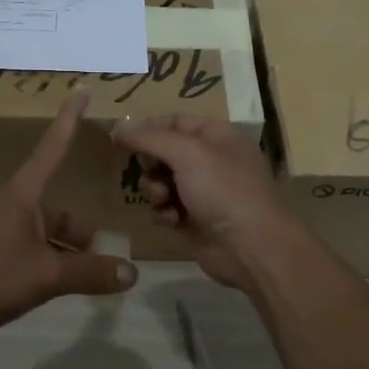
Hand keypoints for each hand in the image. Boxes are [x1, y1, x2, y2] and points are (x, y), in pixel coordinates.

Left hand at [0, 91, 137, 343]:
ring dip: (66, 255)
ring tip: (89, 282)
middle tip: (106, 257)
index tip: (81, 90)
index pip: (53, 148)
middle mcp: (12, 208)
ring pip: (45, 237)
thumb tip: (132, 273)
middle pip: (58, 212)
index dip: (69, 120)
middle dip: (82, 235)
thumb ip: (89, 273)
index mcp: (23, 196)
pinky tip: (58, 291)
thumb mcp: (45, 274)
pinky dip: (48, 267)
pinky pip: (30, 254)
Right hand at [111, 114, 294, 291]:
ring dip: (155, 190)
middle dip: (151, 163)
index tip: (123, 139)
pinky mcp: (195, 220)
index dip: (149, 128)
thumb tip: (117, 126)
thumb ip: (149, 137)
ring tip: (164, 200)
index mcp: (217, 135)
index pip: (175, 121)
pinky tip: (172, 220)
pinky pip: (167, 208)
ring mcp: (204, 192)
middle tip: (150, 171)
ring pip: (162, 182)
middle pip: (165, 152)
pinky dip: (165, 213)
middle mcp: (211, 160)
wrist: (250, 247)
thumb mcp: (186, 153)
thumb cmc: (222, 189)